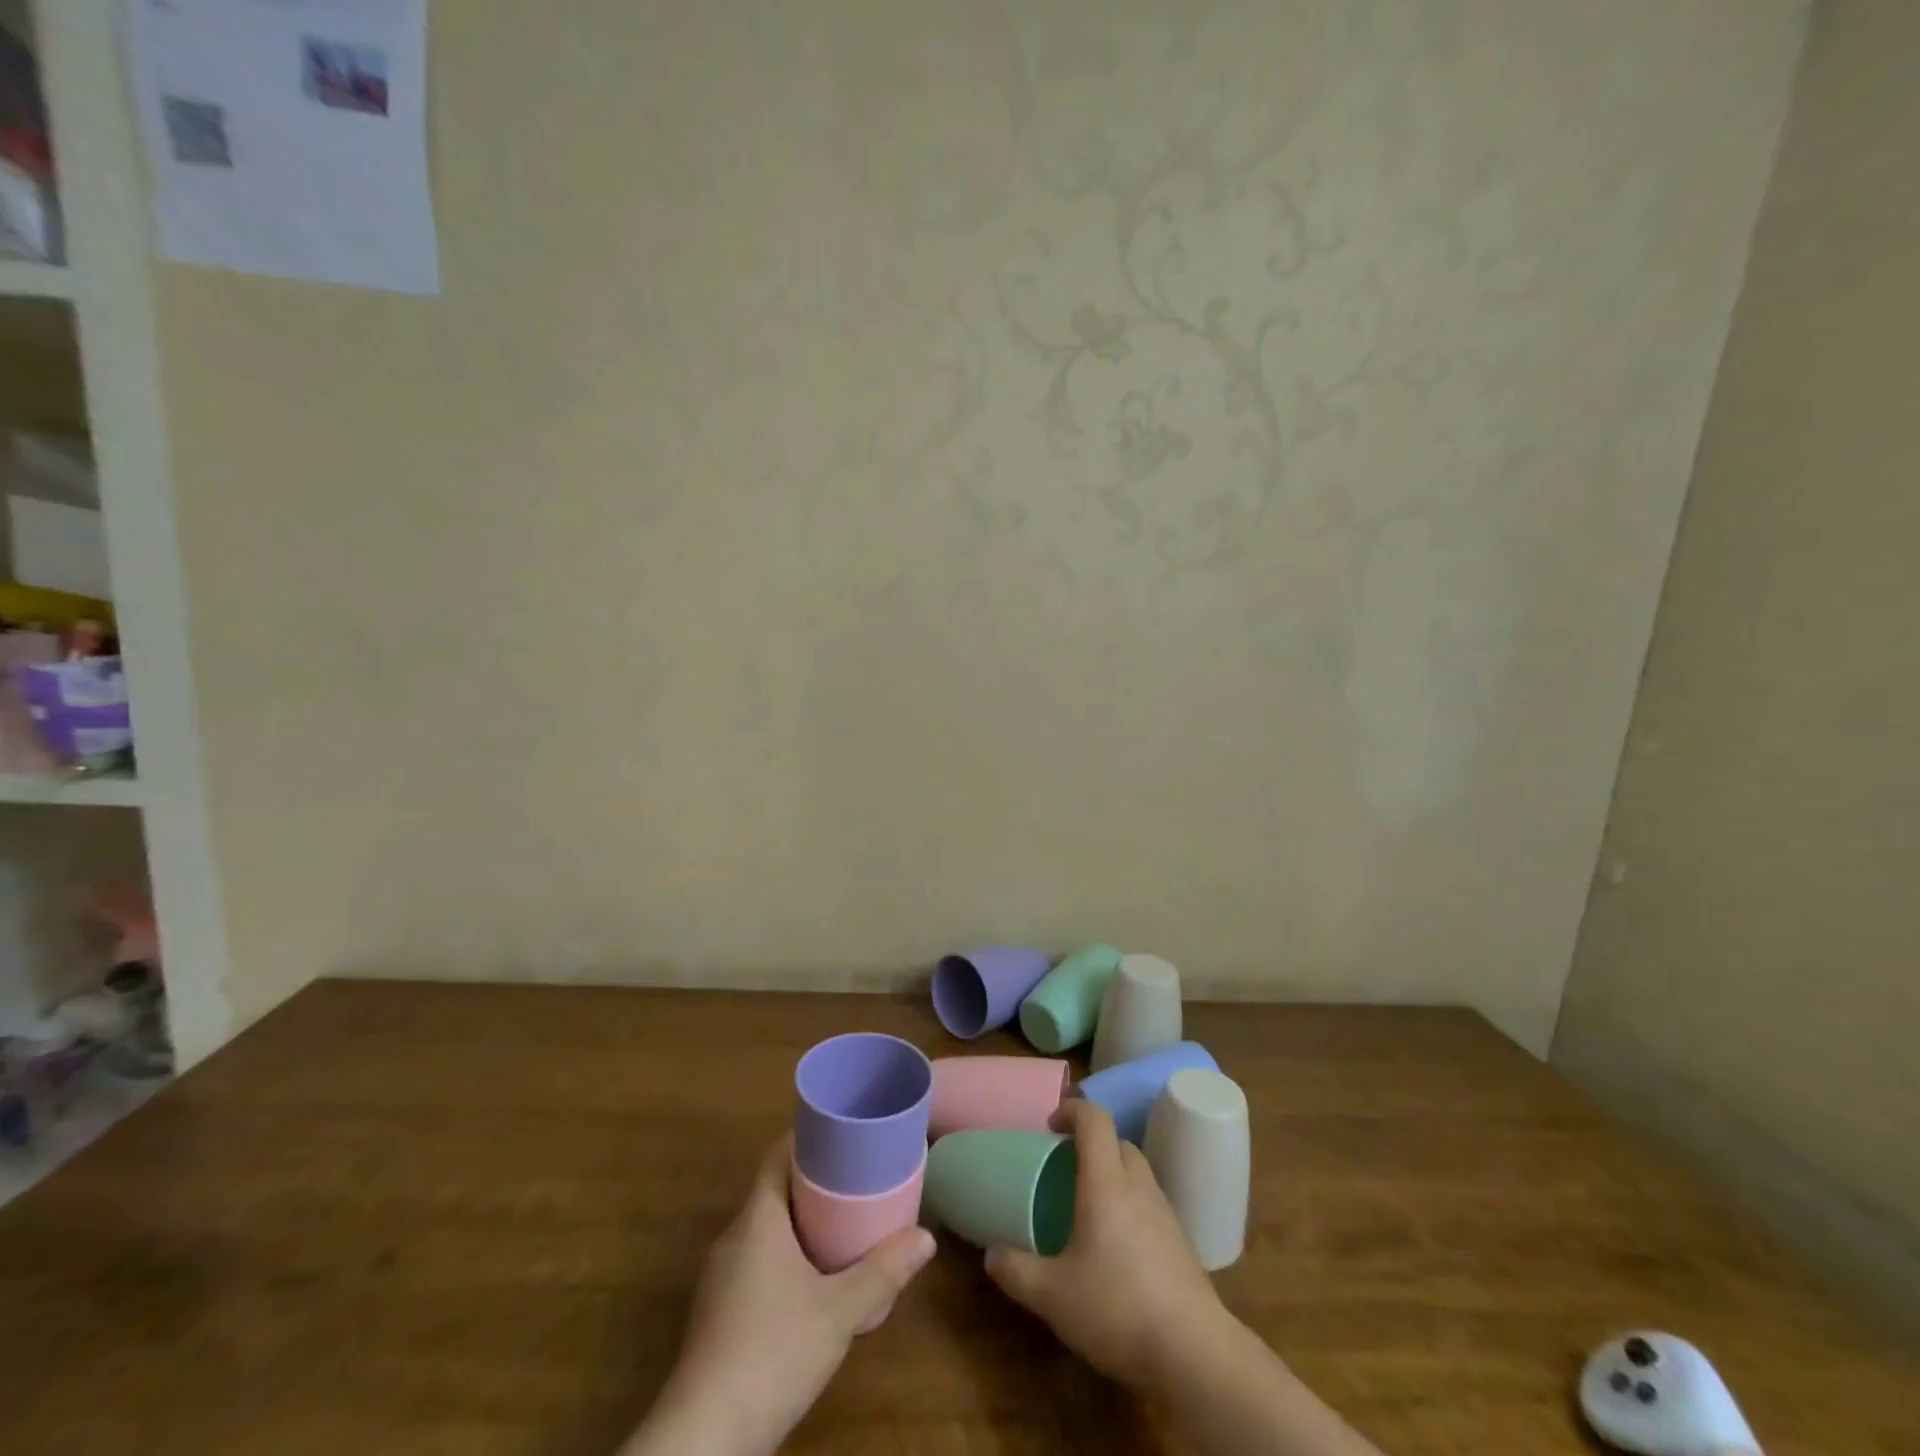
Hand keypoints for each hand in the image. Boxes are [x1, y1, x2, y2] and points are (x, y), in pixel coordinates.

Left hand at [623, 1135, 936, 1455]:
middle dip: (815, 1180)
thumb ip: (884, 1272)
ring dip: (801, 1220)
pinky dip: (786, 1254)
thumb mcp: (839, 1311)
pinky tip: (813, 1279)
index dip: (809, 1137)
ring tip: (844, 1223)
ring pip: (765, 1228)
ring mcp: (720, 1277)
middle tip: (858, 1177)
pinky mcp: (718, 1313)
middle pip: (775, 1189)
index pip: (779, 1156)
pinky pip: (756, 1260)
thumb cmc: (772, 1354)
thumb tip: (927, 1237)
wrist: (703, 1441)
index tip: (844, 1132)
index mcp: (758, 1219)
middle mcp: (734, 1237)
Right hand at [985, 1098, 1227, 1389]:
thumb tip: (990, 1254)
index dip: (1072, 1110)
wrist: (1195, 1354)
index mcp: (1107, 1182)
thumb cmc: (1117, 1307)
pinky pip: (1150, 1205)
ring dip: (1113, 1176)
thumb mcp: (1052, 1295)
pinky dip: (1130, 1208)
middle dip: (1091, 1145)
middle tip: (1064, 1169)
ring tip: (1087, 1210)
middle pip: (1118, 1142)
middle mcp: (1139, 1186)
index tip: (1050, 1127)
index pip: (1095, 1119)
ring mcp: (1165, 1214)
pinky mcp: (1181, 1244)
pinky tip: (1116, 1250)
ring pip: (1137, 1173)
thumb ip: (1016, 1270)